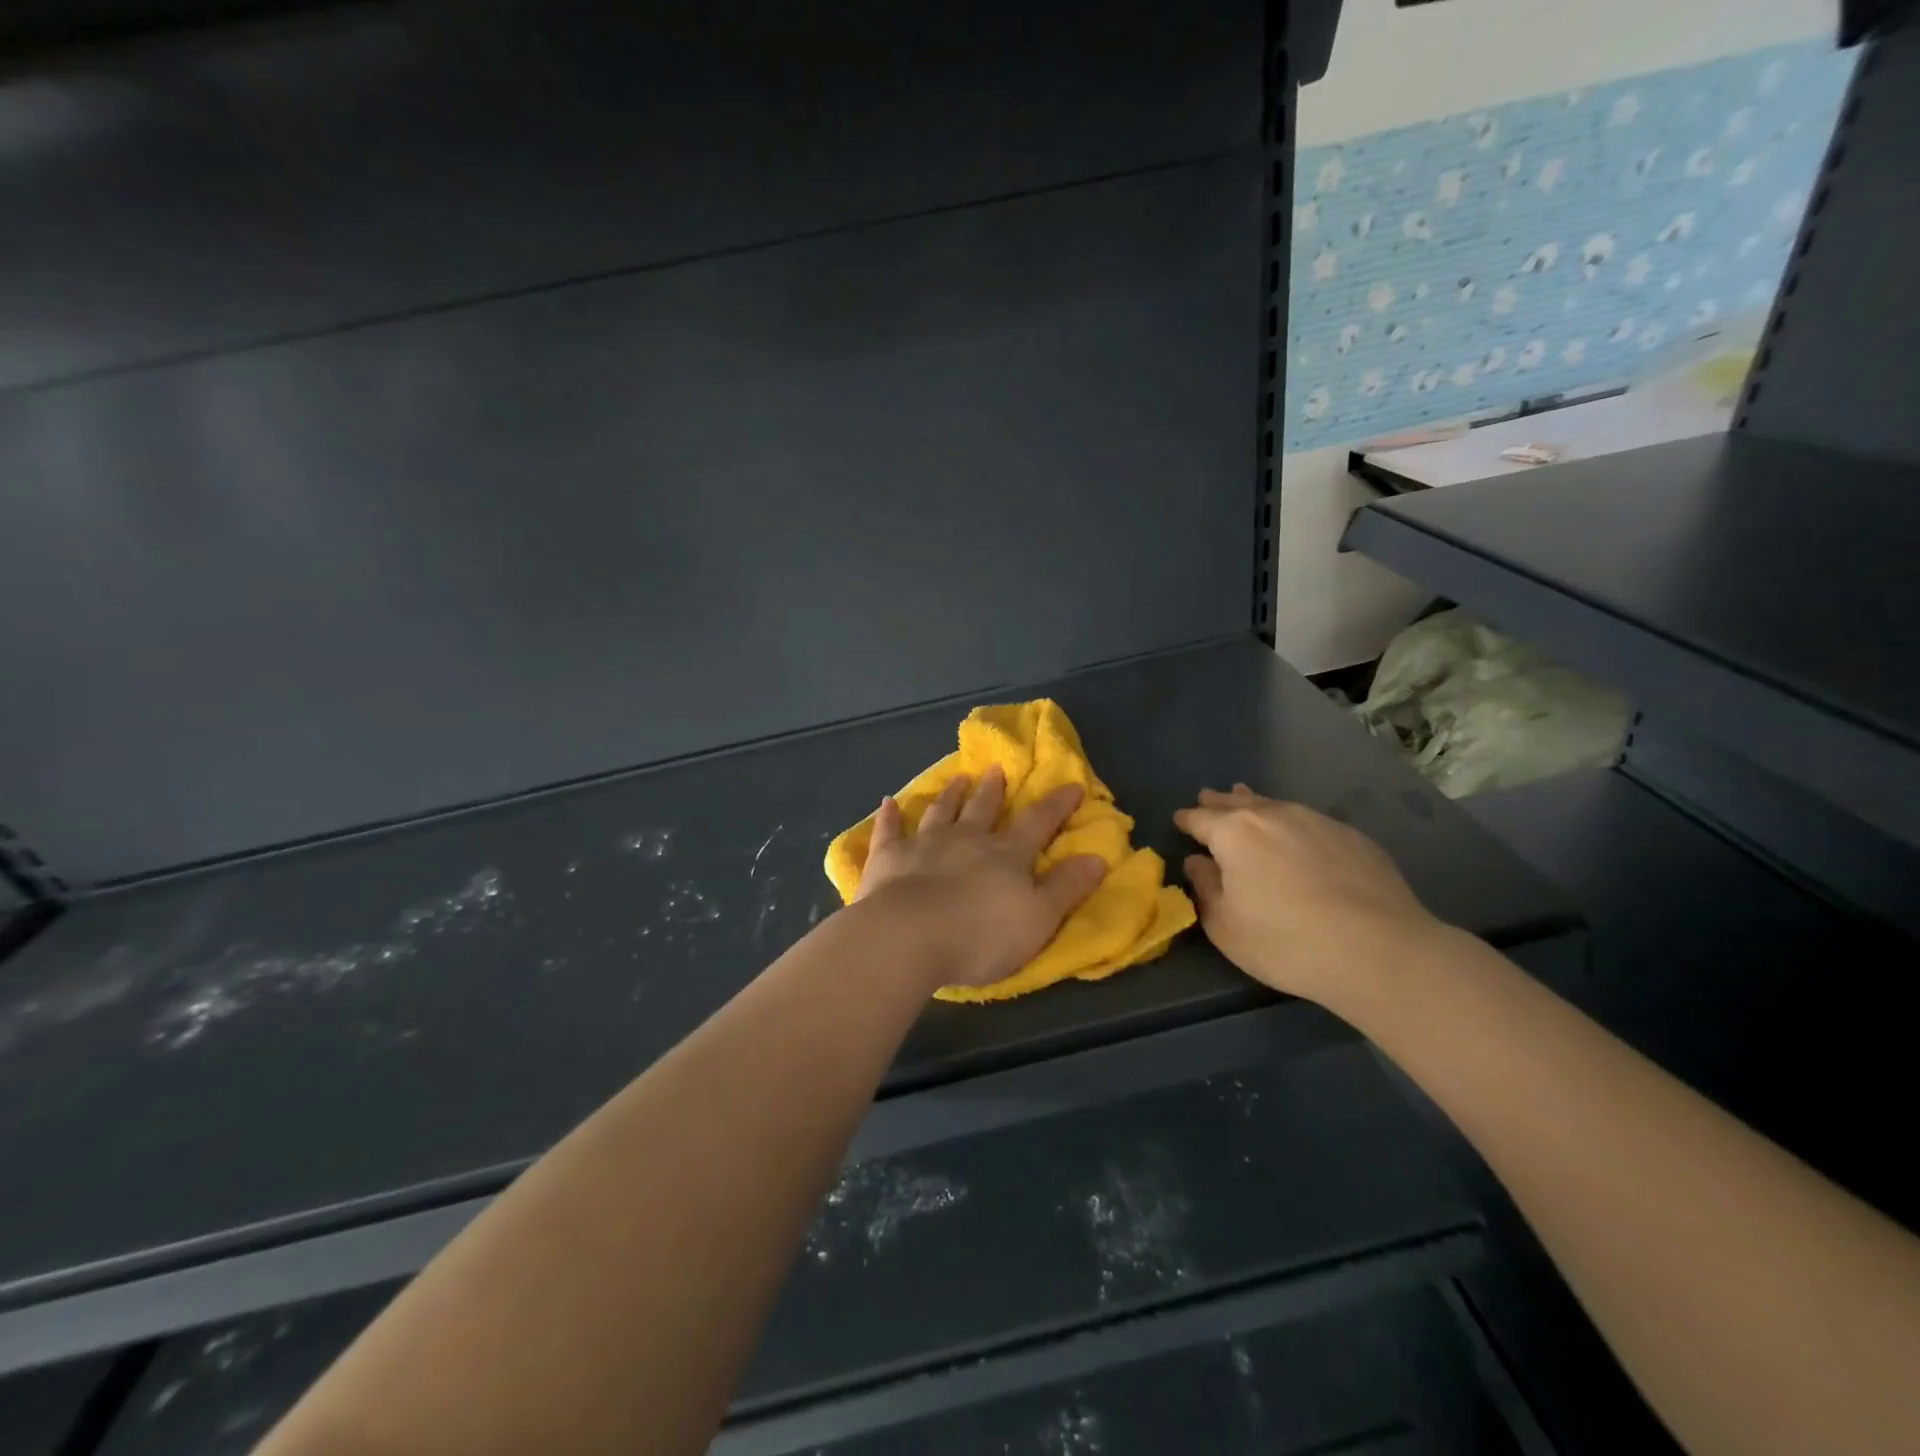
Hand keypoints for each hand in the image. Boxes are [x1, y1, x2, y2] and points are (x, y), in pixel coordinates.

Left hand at [855, 767, 1106, 988]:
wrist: (908, 936)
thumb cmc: (980, 934)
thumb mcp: (1039, 918)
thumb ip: (1066, 888)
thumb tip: (1098, 857)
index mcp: (1006, 854)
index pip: (1038, 822)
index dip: (1057, 804)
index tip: (1071, 785)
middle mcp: (967, 839)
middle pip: (983, 808)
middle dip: (993, 789)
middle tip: (996, 769)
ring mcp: (924, 844)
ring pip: (941, 812)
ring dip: (951, 794)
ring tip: (958, 777)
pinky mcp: (888, 858)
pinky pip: (889, 830)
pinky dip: (890, 815)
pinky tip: (888, 802)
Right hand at [1174, 784, 1449, 1010]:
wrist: (1380, 951)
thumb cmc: (1286, 942)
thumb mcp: (1226, 926)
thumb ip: (1205, 888)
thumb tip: (1198, 862)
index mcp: (1234, 833)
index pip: (1200, 819)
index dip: (1187, 819)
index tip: (1179, 820)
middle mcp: (1273, 815)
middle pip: (1237, 802)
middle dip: (1219, 802)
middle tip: (1207, 798)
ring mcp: (1316, 821)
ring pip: (1275, 805)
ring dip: (1255, 804)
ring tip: (1246, 799)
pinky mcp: (1352, 836)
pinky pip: (1308, 820)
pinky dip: (1291, 822)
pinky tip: (1295, 834)